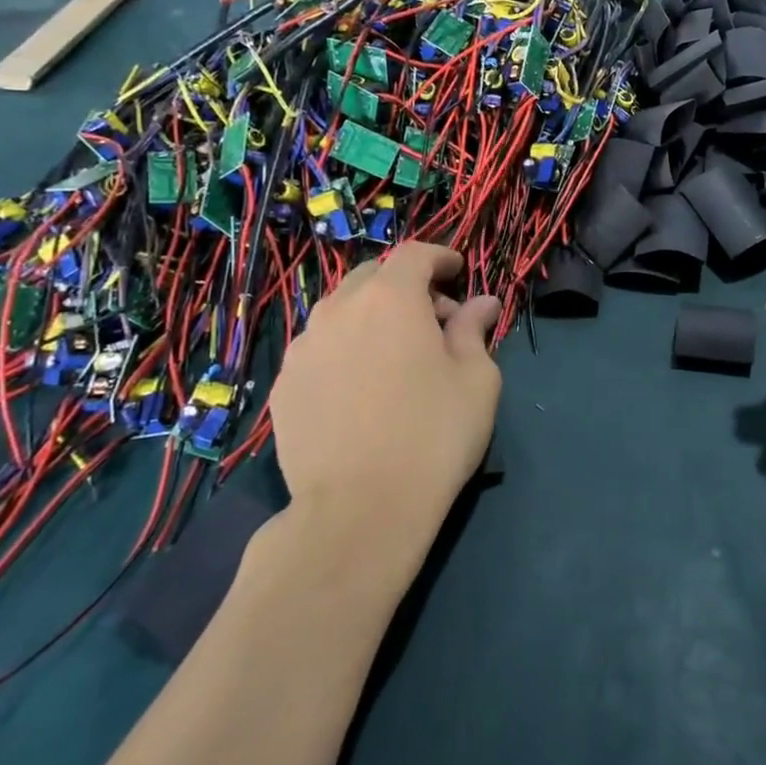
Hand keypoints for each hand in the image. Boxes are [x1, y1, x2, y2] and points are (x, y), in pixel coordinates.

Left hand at [269, 243, 500, 550]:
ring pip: (341, 311)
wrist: (359, 511)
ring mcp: (303, 348)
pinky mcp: (283, 386)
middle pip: (374, 276)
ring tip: (394, 356)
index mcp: (391, 298)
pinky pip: (319, 349)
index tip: (459, 272)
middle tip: (434, 321)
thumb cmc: (433, 435)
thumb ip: (474, 329)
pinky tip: (360, 389)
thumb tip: (482, 302)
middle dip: (406, 287)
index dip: (441, 257)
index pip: (415, 254)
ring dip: (371, 317)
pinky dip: (344, 350)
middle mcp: (340, 309)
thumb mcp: (477, 379)